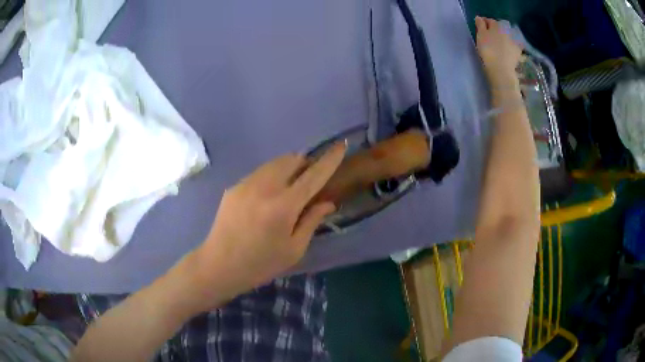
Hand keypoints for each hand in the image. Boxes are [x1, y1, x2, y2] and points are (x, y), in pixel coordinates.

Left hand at [185, 142, 345, 310]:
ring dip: (288, 169)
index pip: (313, 175)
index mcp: (284, 206)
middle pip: (291, 160)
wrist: (219, 265)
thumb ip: (311, 221)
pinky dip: (271, 177)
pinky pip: (260, 173)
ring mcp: (246, 184)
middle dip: (305, 164)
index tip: (340, 145)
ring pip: (274, 163)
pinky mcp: (234, 187)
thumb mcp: (293, 249)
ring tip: (287, 189)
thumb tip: (327, 202)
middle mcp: (265, 187)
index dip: (329, 159)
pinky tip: (266, 199)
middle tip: (308, 182)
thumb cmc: (261, 263)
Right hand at [475, 17, 522, 88]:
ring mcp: (514, 42)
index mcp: (497, 25)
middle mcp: (507, 31)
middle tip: (488, 37)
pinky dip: (509, 47)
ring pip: (506, 37)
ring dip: (502, 39)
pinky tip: (505, 52)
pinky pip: (512, 47)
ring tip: (497, 45)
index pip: (489, 21)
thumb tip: (479, 18)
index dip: (484, 23)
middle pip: (499, 29)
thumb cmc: (488, 50)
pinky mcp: (518, 53)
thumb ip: (480, 25)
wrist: (501, 69)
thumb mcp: (480, 35)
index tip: (480, 28)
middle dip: (494, 31)